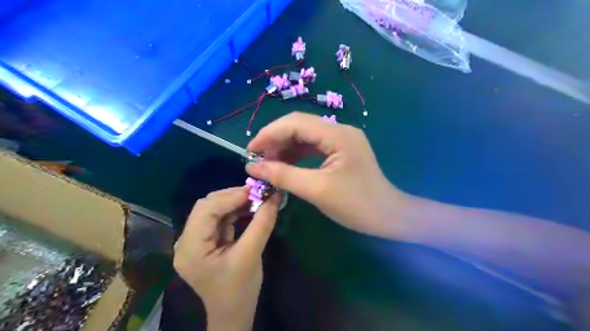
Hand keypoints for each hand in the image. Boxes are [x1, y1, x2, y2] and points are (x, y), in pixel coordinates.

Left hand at [173, 188, 279, 328]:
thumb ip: (262, 224)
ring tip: (256, 198)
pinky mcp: (206, 241)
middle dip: (232, 197)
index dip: (230, 197)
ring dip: (235, 202)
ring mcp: (196, 241)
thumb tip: (275, 197)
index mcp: (191, 248)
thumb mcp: (251, 255)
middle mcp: (187, 241)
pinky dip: (235, 211)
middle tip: (257, 193)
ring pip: (214, 210)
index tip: (255, 191)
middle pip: (207, 207)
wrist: (234, 313)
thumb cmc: (239, 289)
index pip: (205, 210)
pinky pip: (219, 219)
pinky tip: (249, 208)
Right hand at [248, 112, 408, 238]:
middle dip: (276, 139)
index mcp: (337, 135)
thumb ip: (283, 175)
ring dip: (285, 147)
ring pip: (305, 135)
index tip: (250, 150)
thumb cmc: (356, 205)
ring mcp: (342, 139)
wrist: (388, 216)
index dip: (269, 134)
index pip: (295, 123)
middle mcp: (340, 130)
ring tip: (269, 164)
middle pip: (299, 125)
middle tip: (258, 158)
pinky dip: (297, 154)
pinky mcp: (341, 150)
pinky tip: (286, 165)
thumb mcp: (316, 190)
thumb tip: (252, 167)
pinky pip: (313, 146)